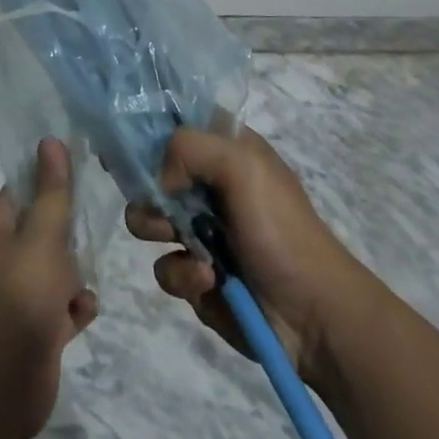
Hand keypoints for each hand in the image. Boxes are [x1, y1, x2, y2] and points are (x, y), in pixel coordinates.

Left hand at [0, 138, 99, 438]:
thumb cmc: (19, 302)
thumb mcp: (41, 240)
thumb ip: (51, 193)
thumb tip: (50, 141)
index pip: (23, 187)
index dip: (50, 175)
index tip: (84, 167)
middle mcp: (6, 257)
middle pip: (45, 226)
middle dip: (69, 228)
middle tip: (94, 223)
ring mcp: (21, 293)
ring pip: (58, 266)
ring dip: (76, 271)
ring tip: (85, 276)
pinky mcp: (38, 327)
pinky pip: (64, 304)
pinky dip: (76, 306)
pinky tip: (83, 312)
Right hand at [126, 126, 371, 379]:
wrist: (315, 316)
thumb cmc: (281, 229)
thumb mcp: (242, 165)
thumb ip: (189, 147)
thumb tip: (159, 180)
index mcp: (226, 150)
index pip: (176, 122)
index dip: (146, 127)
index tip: (122, 141)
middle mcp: (208, 185)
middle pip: (151, 172)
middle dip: (146, 189)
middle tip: (159, 202)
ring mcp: (200, 231)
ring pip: (148, 220)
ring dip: (159, 232)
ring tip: (187, 246)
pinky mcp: (196, 275)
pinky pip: (166, 268)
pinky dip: (183, 275)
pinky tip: (210, 281)